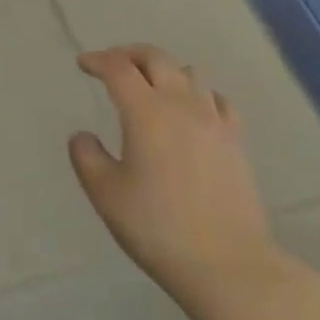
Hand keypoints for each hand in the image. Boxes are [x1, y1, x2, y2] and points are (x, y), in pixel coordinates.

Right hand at [69, 46, 285, 315]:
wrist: (228, 264)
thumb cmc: (158, 228)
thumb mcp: (106, 195)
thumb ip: (87, 158)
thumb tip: (83, 136)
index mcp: (145, 112)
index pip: (118, 69)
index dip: (98, 60)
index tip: (84, 64)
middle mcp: (181, 104)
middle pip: (155, 58)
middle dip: (129, 54)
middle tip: (112, 63)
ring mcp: (214, 120)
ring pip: (188, 73)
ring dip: (163, 69)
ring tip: (150, 84)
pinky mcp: (236, 140)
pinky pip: (216, 99)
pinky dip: (197, 93)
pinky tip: (193, 108)